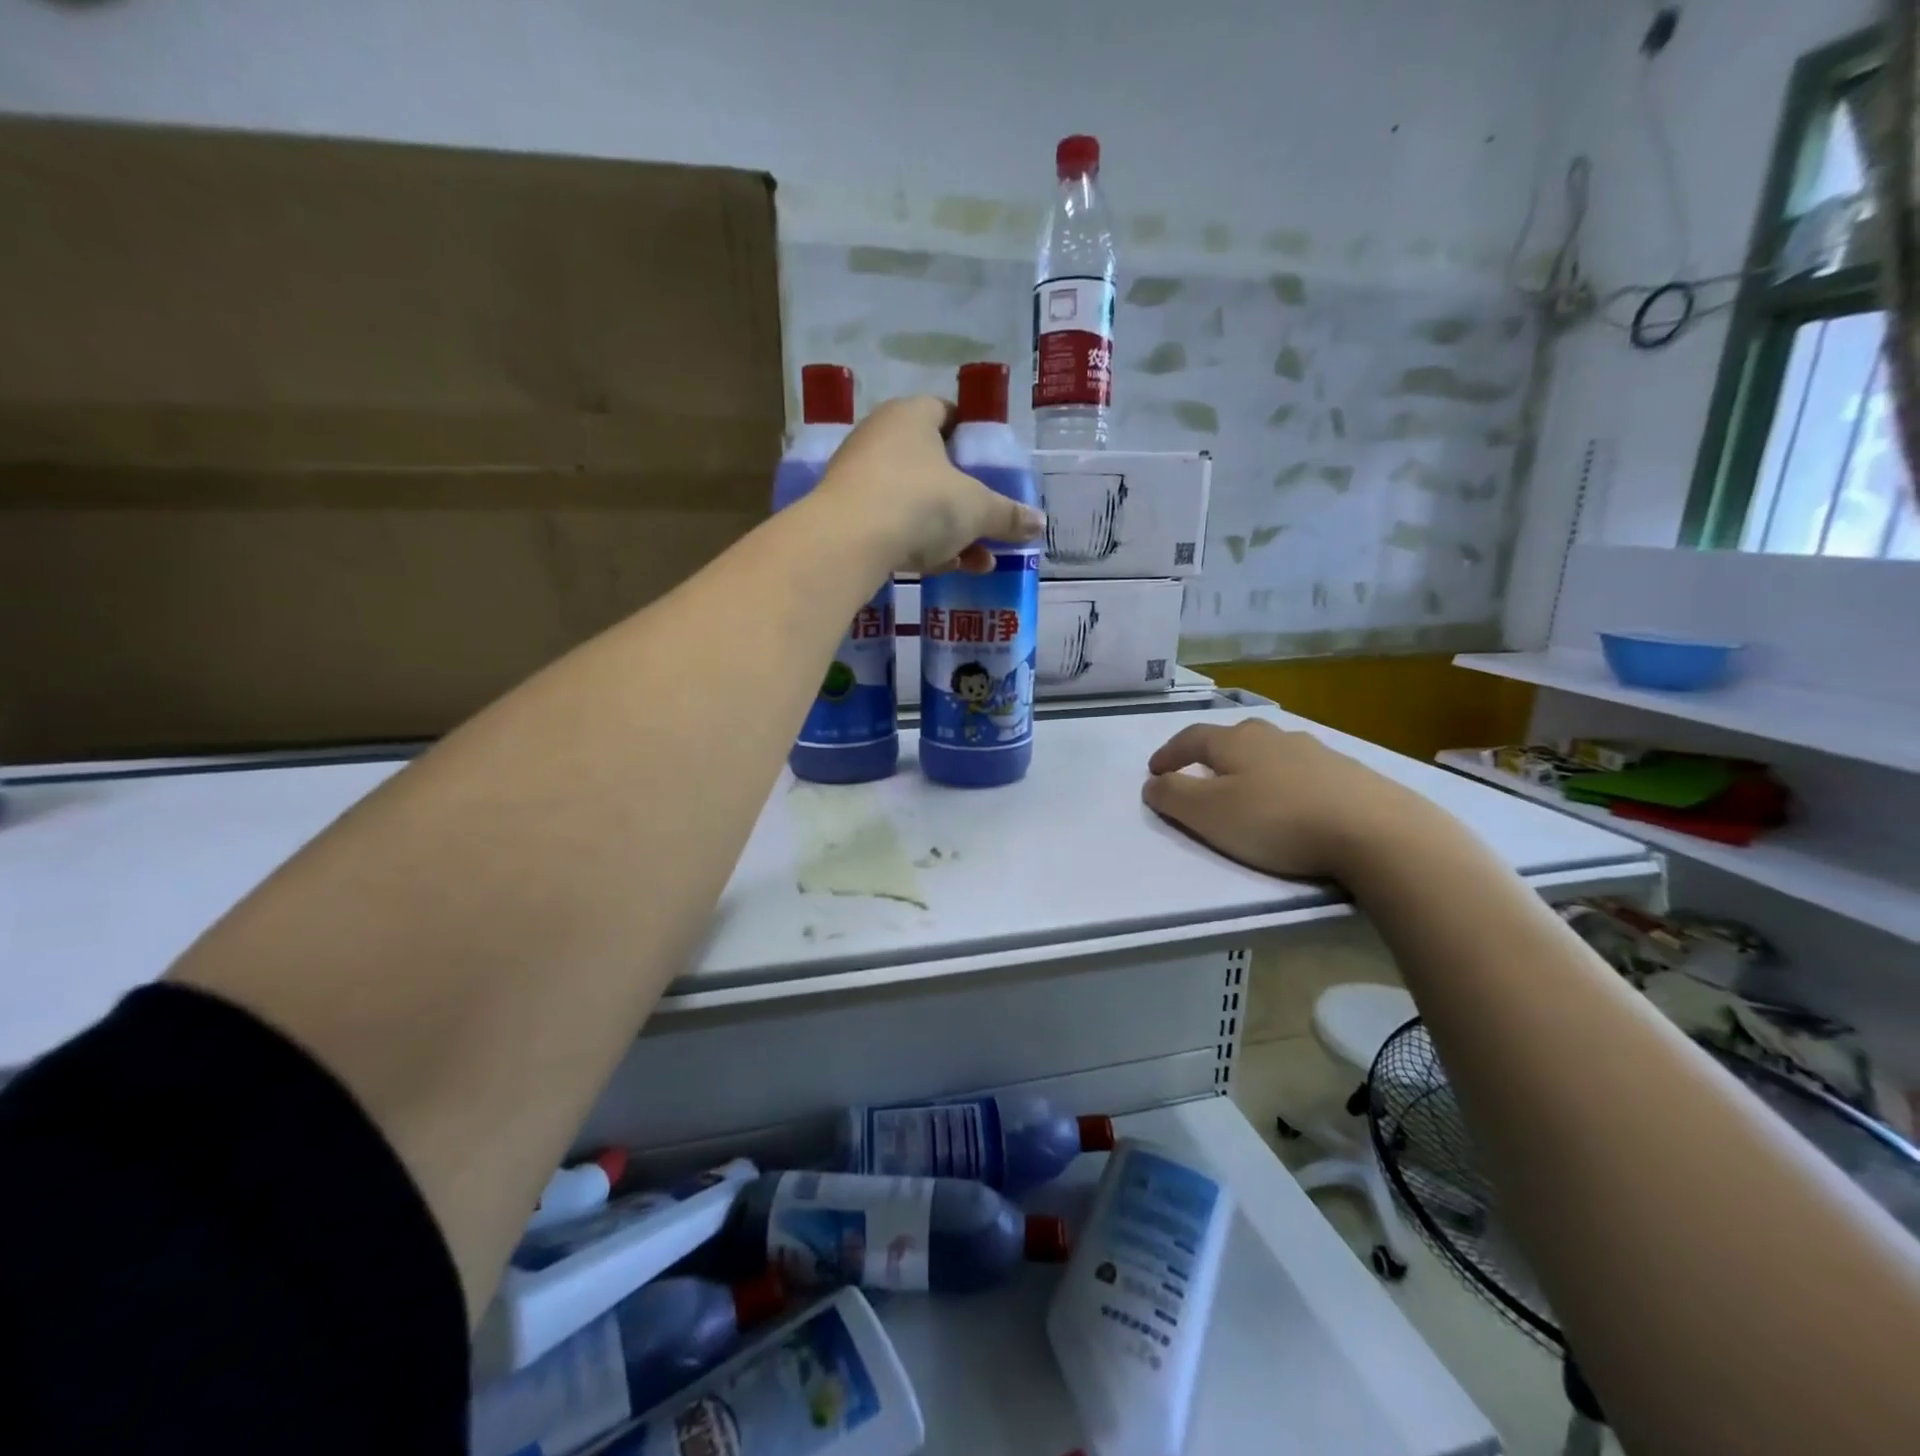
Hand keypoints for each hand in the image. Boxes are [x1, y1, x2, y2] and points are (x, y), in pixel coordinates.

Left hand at [818, 396, 1045, 573]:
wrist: (848, 542)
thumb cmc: (921, 503)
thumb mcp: (977, 509)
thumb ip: (1008, 515)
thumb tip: (1039, 524)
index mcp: (912, 416)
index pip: (946, 412)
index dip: (970, 436)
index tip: (989, 465)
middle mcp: (880, 437)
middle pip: (932, 463)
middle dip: (964, 497)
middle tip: (988, 521)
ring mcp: (859, 477)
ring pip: (914, 500)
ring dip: (948, 530)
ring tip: (980, 560)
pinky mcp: (846, 516)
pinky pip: (893, 524)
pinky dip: (920, 544)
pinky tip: (945, 569)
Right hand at [1142, 718, 1440, 880]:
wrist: (1376, 833)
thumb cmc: (1278, 821)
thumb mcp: (1209, 814)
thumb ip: (1173, 796)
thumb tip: (1152, 782)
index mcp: (1236, 742)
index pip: (1191, 738)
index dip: (1169, 753)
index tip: (1154, 771)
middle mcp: (1275, 738)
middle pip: (1235, 737)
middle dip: (1212, 754)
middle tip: (1201, 774)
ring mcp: (1317, 753)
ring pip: (1273, 751)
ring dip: (1252, 766)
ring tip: (1248, 789)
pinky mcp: (1351, 774)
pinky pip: (1305, 771)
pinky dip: (1288, 782)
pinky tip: (1295, 802)